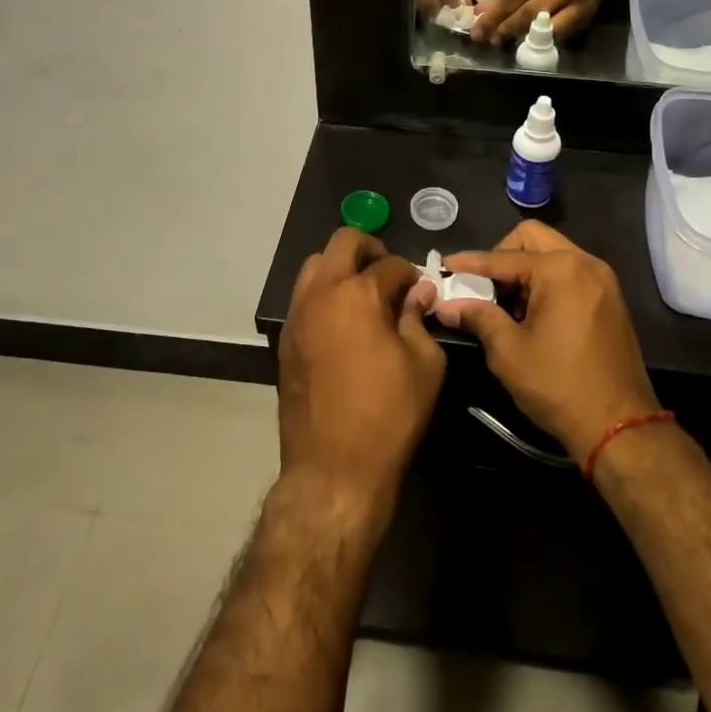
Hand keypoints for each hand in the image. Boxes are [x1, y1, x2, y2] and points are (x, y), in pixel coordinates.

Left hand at [279, 228, 447, 513]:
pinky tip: (343, 323)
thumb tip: (417, 293)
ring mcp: (297, 314)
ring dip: (341, 268)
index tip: (420, 290)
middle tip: (389, 275)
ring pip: (315, 265)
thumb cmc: (389, 415)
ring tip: (363, 296)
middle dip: (371, 249)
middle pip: (343, 242)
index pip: (390, 263)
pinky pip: (303, 296)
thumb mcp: (425, 365)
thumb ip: (419, 319)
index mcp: (358, 294)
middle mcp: (321, 293)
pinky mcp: (286, 338)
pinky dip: (324, 294)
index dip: (411, 274)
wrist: (333, 469)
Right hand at [433, 221, 657, 464]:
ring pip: (552, 253)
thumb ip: (478, 317)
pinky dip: (545, 281)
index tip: (445, 265)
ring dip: (524, 269)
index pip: (504, 257)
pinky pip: (569, 272)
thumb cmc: (559, 386)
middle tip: (481, 285)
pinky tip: (530, 313)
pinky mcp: (609, 299)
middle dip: (501, 256)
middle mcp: (585, 263)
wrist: (621, 428)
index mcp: (561, 269)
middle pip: (532, 238)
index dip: (471, 262)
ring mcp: (602, 280)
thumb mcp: (509, 352)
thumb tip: (446, 305)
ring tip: (503, 304)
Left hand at [470, 0, 610, 44]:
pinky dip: (543, 41)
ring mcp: (580, 2)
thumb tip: (483, 13)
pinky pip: (562, 34)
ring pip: (548, 26)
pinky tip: (528, 44)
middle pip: (532, 11)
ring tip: (505, 43)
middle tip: (488, 40)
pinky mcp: (588, 16)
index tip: (479, 29)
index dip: (496, 15)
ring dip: (523, 38)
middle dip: (507, 28)